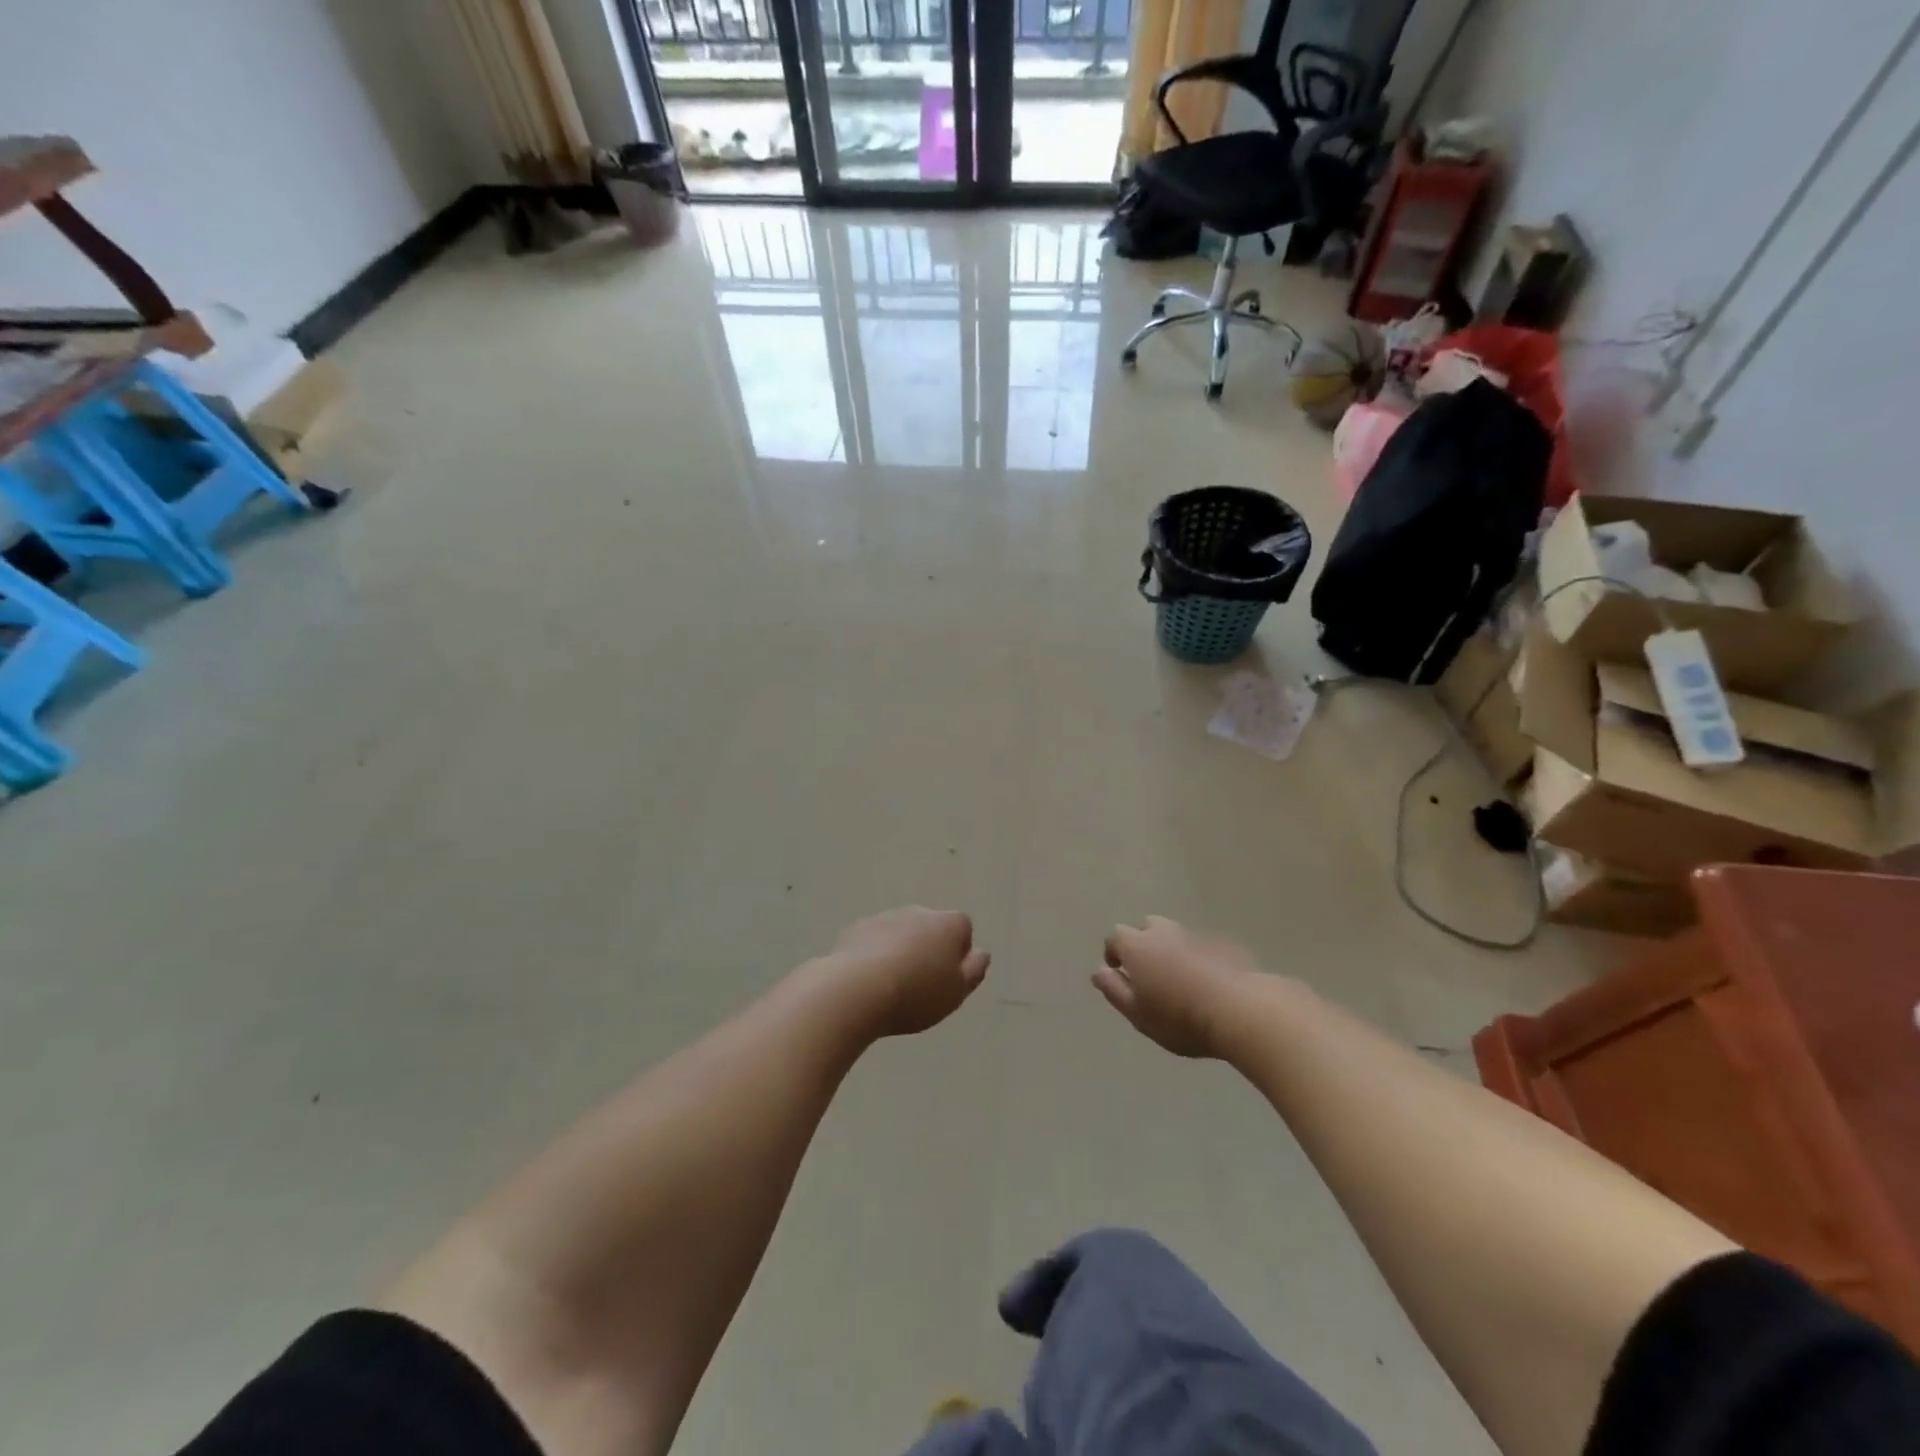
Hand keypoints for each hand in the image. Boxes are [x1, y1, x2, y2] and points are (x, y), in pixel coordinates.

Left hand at [824, 907, 989, 1038]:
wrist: (857, 989)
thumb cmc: (917, 993)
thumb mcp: (957, 991)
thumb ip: (974, 970)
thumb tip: (980, 953)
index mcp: (949, 924)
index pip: (963, 930)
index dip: (958, 955)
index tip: (947, 980)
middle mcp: (919, 912)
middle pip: (931, 930)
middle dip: (928, 951)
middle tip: (920, 986)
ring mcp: (886, 917)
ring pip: (902, 934)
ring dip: (901, 952)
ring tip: (891, 987)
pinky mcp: (858, 928)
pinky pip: (874, 941)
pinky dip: (875, 955)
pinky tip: (868, 982)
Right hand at [1093, 916, 1261, 1058]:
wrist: (1242, 1010)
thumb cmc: (1180, 1018)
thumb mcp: (1138, 1014)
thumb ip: (1114, 990)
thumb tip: (1099, 971)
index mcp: (1137, 946)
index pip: (1115, 937)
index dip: (1114, 953)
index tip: (1119, 972)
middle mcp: (1164, 932)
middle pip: (1146, 927)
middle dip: (1143, 944)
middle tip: (1150, 973)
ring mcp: (1196, 934)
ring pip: (1176, 934)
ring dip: (1172, 949)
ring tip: (1181, 977)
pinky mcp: (1225, 943)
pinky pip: (1203, 945)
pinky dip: (1200, 957)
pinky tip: (1210, 981)